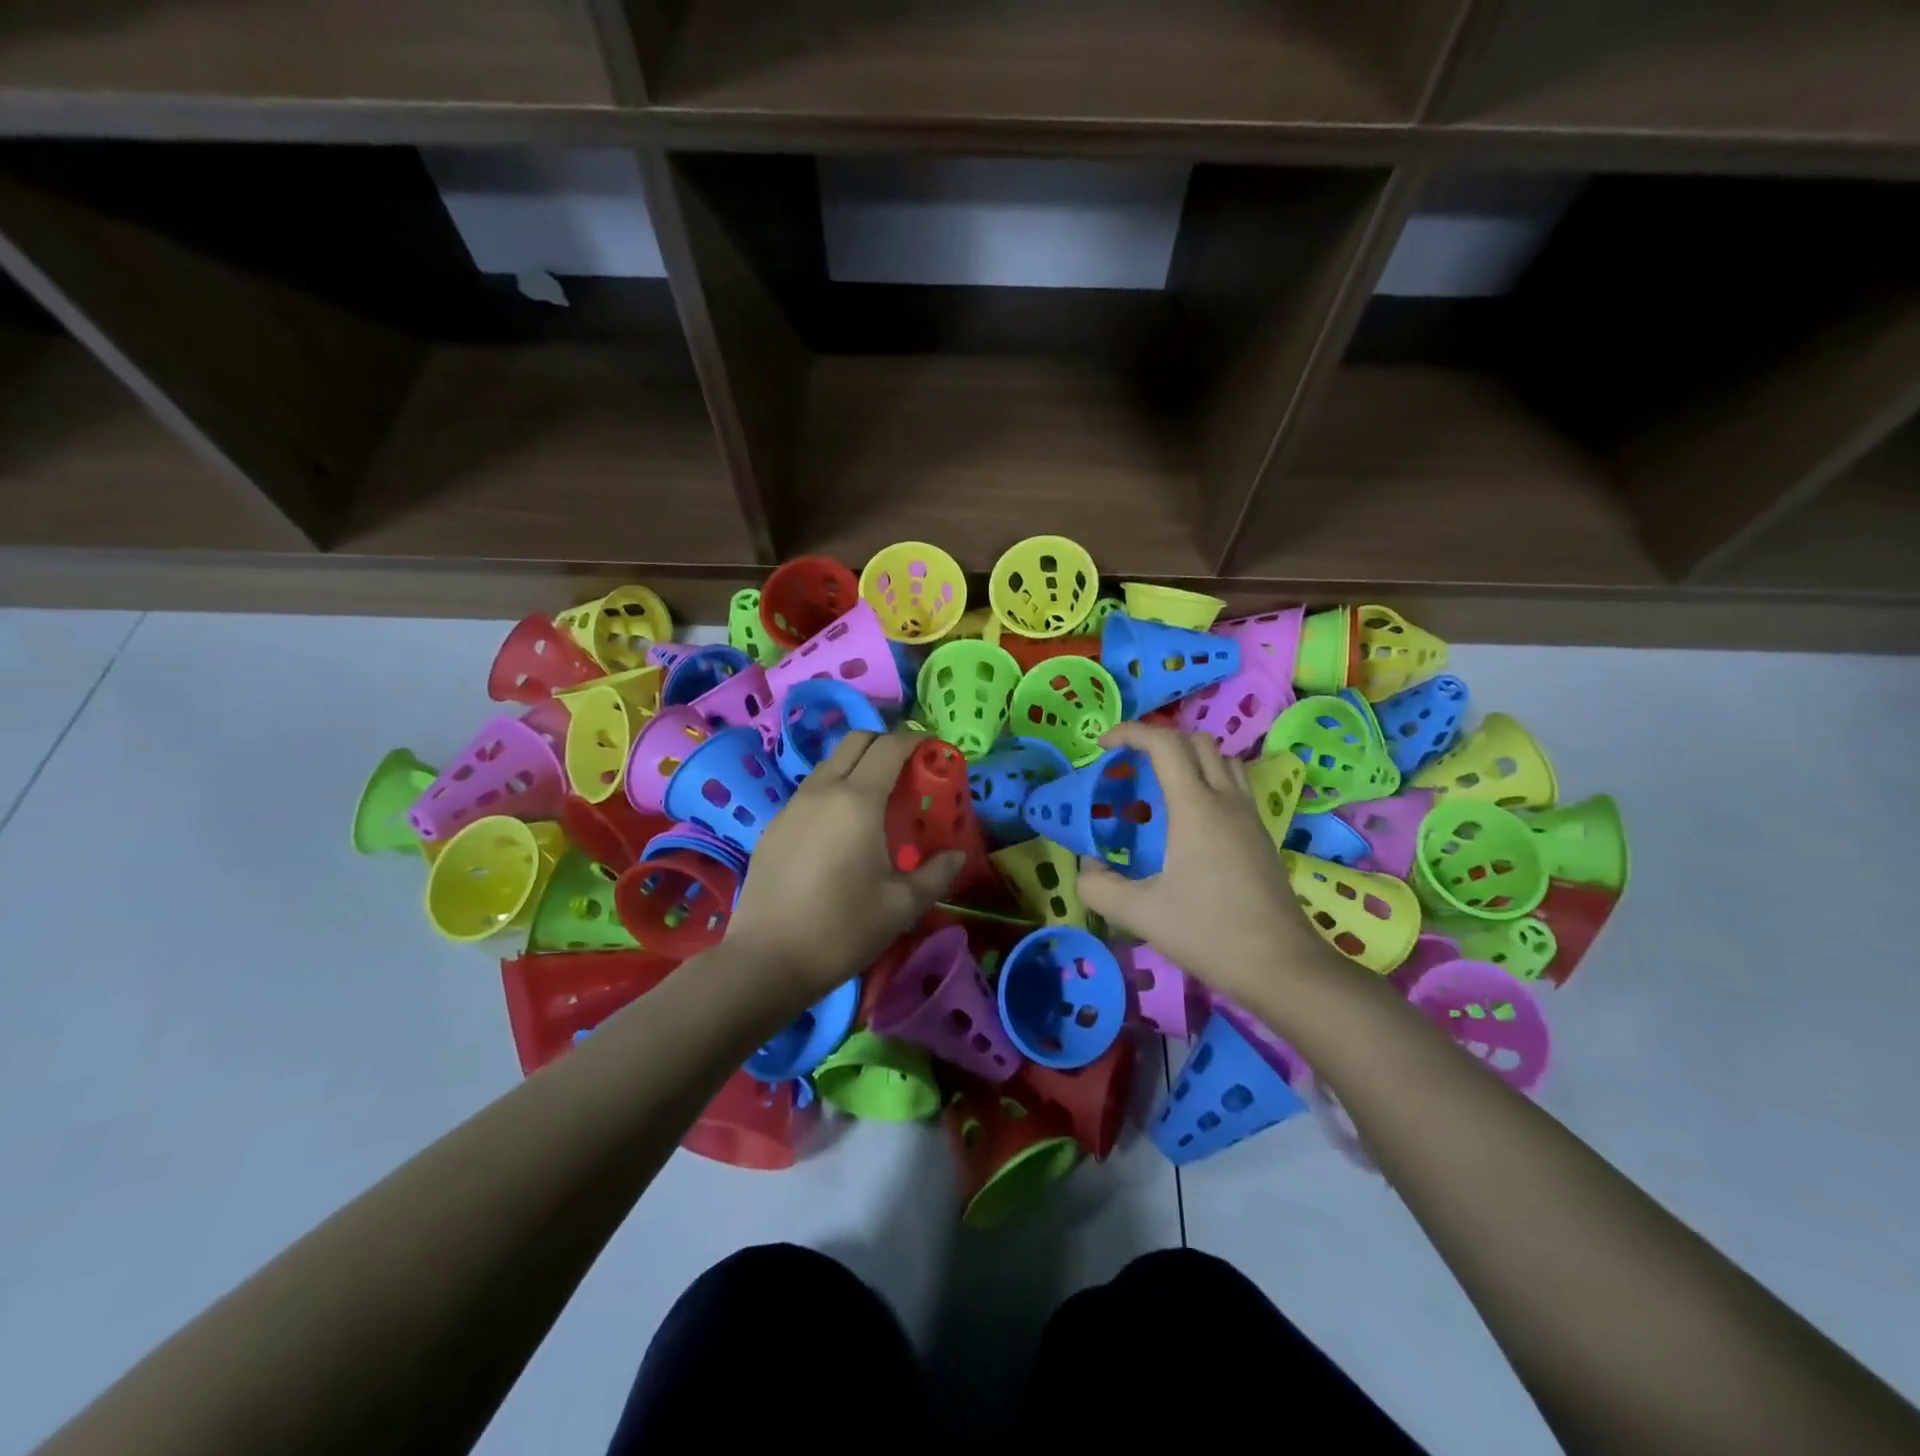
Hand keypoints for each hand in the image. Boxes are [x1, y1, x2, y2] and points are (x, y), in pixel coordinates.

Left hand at [725, 730, 961, 1003]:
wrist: (767, 960)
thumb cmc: (843, 929)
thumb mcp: (902, 905)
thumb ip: (936, 874)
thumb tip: (957, 855)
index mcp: (858, 801)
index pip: (889, 747)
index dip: (914, 740)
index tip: (933, 749)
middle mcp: (822, 791)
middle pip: (855, 741)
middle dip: (885, 742)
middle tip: (907, 768)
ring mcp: (792, 806)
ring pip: (829, 764)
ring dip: (857, 765)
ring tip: (876, 798)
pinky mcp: (773, 826)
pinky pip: (810, 791)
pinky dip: (833, 790)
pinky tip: (841, 828)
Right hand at [1076, 723, 1333, 1005]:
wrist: (1281, 966)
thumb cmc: (1209, 933)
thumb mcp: (1139, 914)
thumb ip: (1098, 887)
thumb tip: (1086, 867)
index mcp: (1196, 808)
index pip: (1165, 744)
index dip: (1131, 732)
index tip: (1103, 744)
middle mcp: (1227, 800)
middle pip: (1196, 742)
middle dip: (1158, 740)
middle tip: (1129, 763)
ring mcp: (1250, 816)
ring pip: (1222, 759)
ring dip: (1188, 756)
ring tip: (1159, 784)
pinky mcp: (1261, 835)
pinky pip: (1234, 784)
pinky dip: (1207, 778)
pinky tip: (1188, 817)